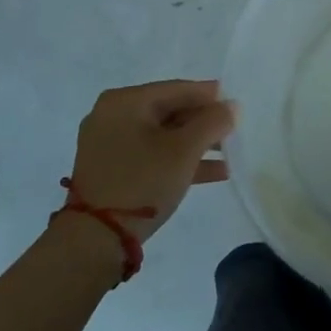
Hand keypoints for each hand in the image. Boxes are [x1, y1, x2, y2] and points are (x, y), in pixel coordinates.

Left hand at [64, 80, 234, 255]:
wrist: (93, 241)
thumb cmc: (142, 182)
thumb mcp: (185, 150)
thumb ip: (213, 122)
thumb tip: (232, 106)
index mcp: (125, 101)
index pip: (178, 89)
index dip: (211, 96)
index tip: (236, 105)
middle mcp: (112, 115)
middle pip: (170, 111)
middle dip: (204, 124)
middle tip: (234, 133)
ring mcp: (109, 144)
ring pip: (163, 135)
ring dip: (196, 144)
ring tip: (229, 155)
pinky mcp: (110, 169)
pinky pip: (151, 154)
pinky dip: (178, 160)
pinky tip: (213, 173)